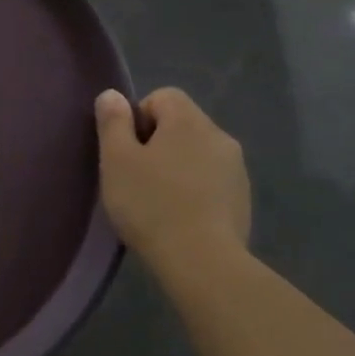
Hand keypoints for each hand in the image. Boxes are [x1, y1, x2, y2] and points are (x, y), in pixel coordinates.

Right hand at [96, 87, 249, 273]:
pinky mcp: (243, 198)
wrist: (201, 260)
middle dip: (156, 143)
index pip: (162, 96)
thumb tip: (112, 95)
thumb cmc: (150, 204)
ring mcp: (236, 169)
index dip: (138, 117)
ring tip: (155, 201)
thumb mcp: (116, 160)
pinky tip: (178, 217)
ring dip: (176, 167)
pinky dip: (193, 189)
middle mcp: (219, 136)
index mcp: (188, 121)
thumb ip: (113, 122)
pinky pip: (211, 180)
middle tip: (134, 177)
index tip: (125, 150)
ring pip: (197, 153)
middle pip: (181, 124)